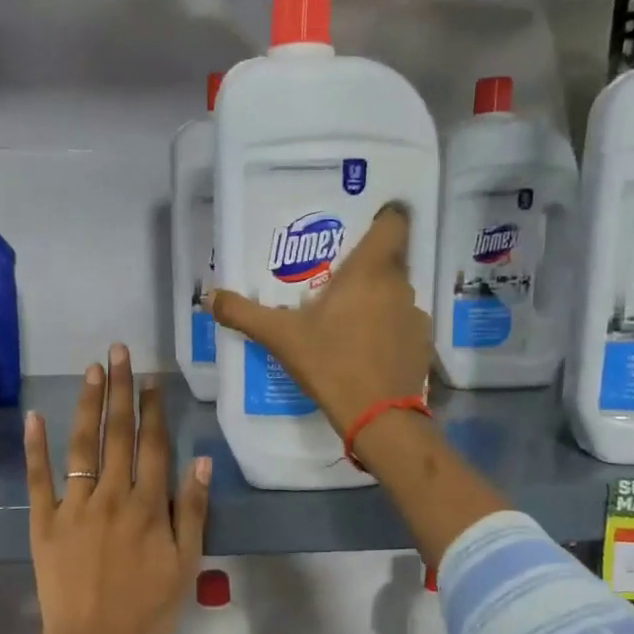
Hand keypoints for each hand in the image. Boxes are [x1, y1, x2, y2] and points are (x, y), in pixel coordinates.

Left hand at [22, 345, 211, 633]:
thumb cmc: (147, 609)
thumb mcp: (187, 564)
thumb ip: (193, 510)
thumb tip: (201, 460)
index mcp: (148, 505)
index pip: (153, 445)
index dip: (154, 409)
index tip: (152, 379)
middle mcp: (112, 495)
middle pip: (118, 434)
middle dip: (120, 389)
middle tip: (119, 351)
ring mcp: (74, 506)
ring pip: (82, 445)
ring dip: (87, 405)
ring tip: (91, 370)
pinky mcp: (44, 522)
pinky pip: (39, 479)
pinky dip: (36, 447)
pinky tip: (35, 416)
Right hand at [209, 204, 431, 439]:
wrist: (378, 416)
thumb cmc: (330, 363)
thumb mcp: (281, 337)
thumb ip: (244, 313)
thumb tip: (210, 297)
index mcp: (370, 270)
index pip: (394, 222)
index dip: (384, 218)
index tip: (365, 225)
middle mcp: (400, 284)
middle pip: (390, 259)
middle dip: (366, 265)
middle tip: (337, 278)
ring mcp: (415, 315)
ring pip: (395, 293)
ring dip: (377, 299)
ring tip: (348, 317)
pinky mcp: (423, 344)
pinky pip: (403, 323)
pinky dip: (388, 329)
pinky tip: (366, 349)